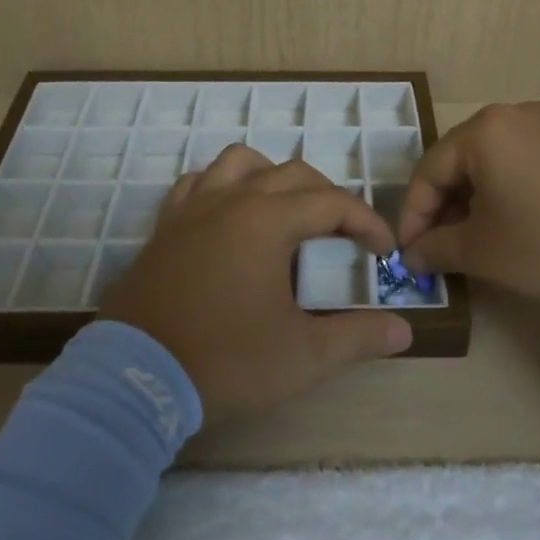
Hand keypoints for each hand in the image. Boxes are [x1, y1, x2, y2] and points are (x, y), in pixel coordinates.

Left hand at [97, 146, 413, 421]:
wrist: (136, 379)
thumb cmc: (225, 360)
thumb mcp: (302, 356)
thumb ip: (357, 337)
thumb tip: (404, 330)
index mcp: (269, 220)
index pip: (333, 202)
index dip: (366, 222)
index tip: (384, 251)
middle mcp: (233, 199)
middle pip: (294, 174)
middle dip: (328, 197)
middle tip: (343, 234)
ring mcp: (194, 207)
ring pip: (242, 161)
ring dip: (273, 176)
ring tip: (286, 210)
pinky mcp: (166, 224)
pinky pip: (198, 182)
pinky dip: (222, 185)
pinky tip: (229, 213)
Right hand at [397, 102, 539, 309]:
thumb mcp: (486, 252)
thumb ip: (439, 248)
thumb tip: (413, 254)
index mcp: (485, 130)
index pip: (430, 169)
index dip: (413, 214)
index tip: (409, 252)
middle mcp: (517, 114)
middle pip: (464, 159)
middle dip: (447, 205)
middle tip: (443, 247)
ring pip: (499, 159)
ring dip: (481, 197)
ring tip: (482, 238)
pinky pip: (533, 160)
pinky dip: (516, 188)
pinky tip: (528, 222)